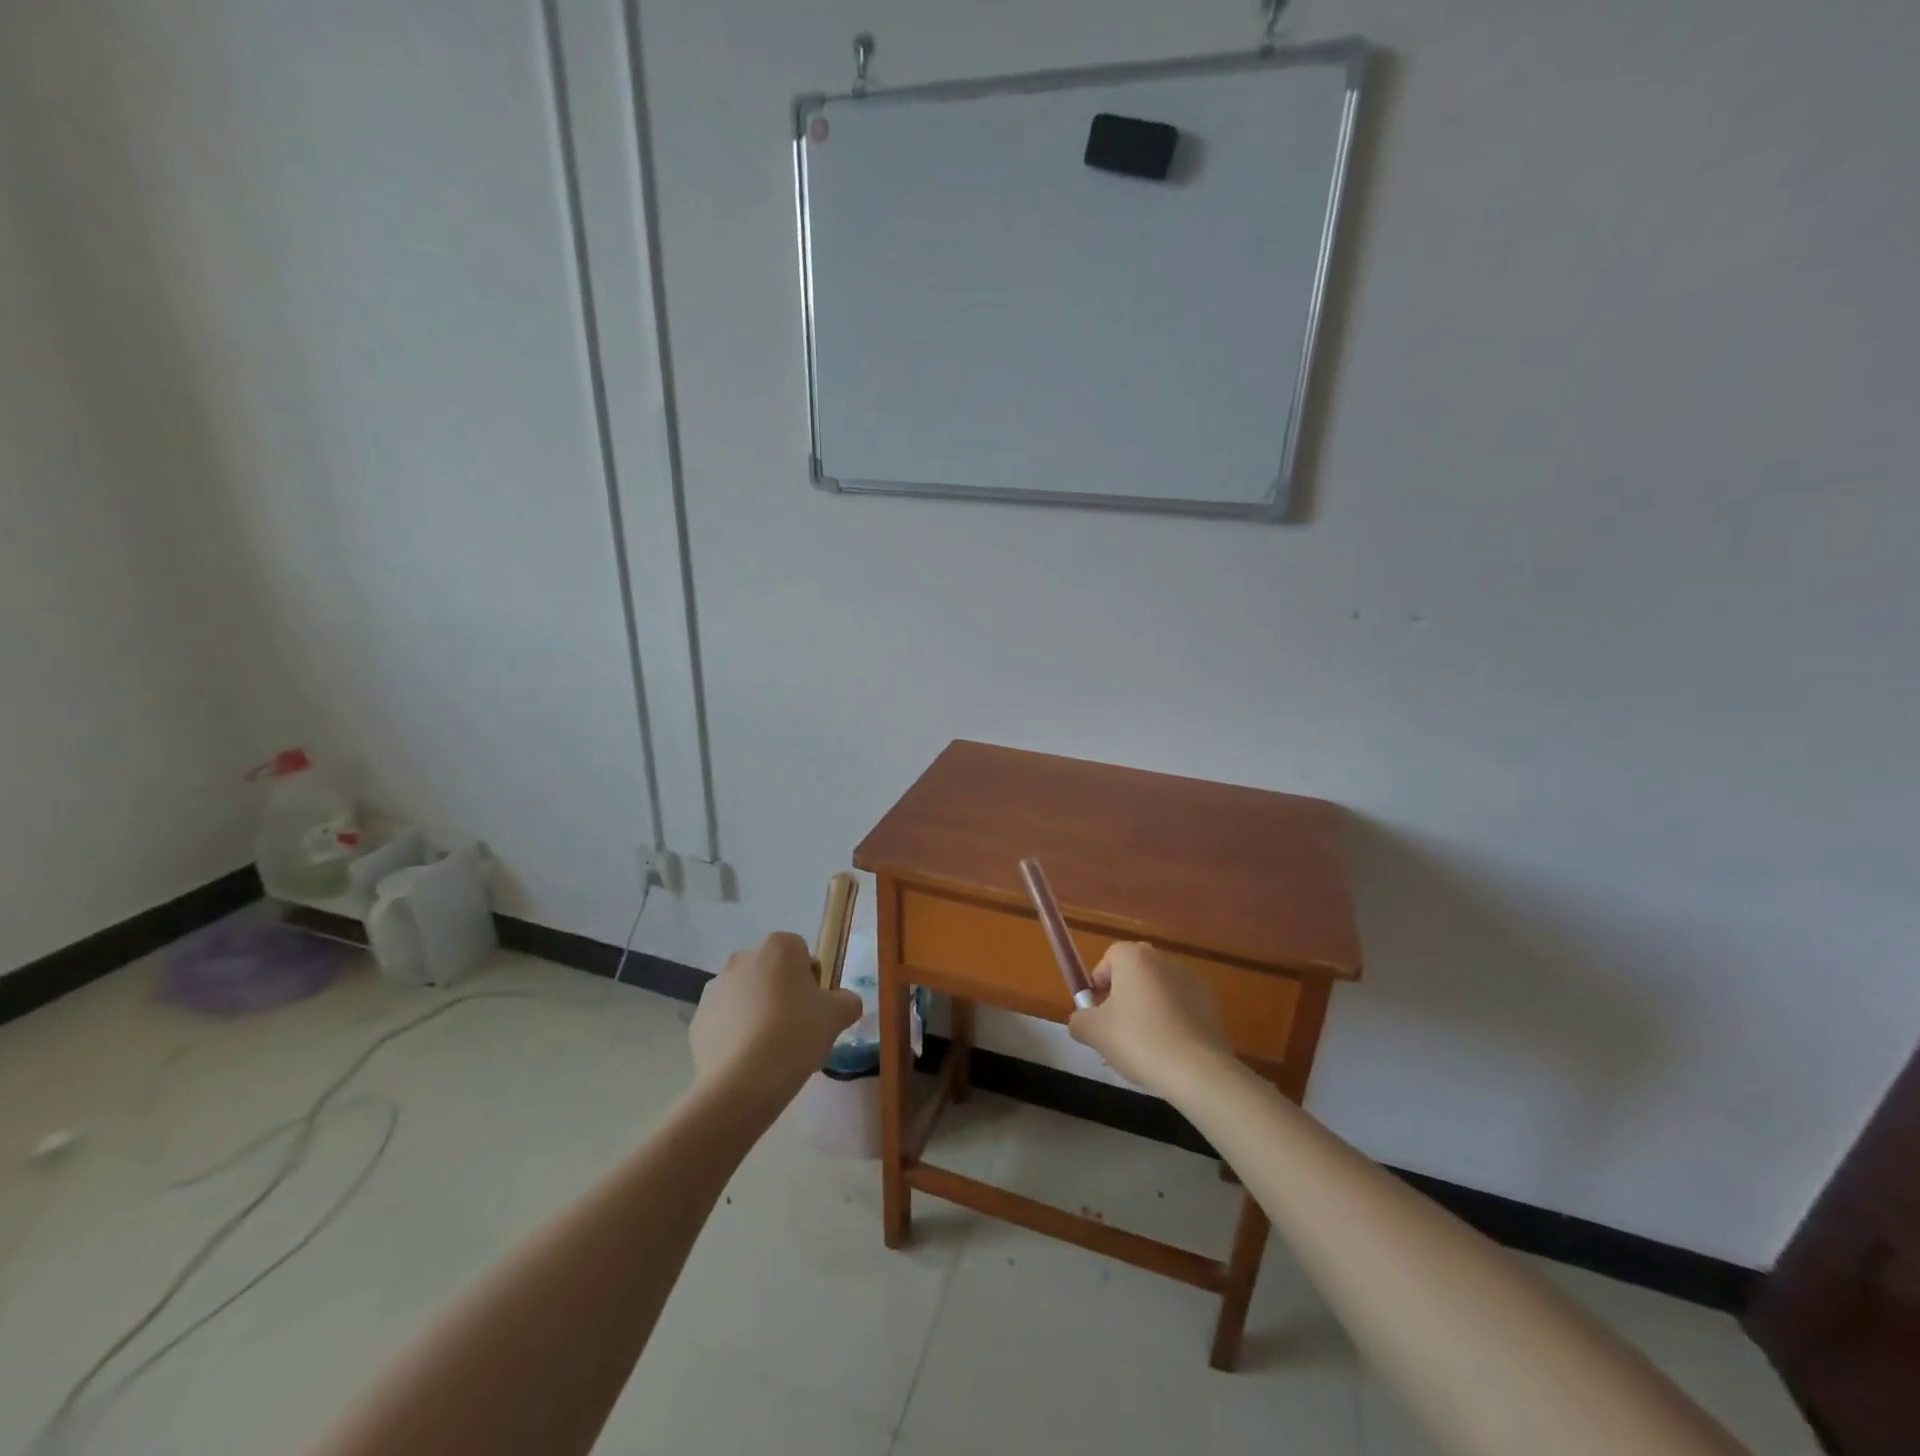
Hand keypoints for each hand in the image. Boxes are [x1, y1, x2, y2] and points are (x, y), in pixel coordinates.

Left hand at [689, 933, 861, 1110]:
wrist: (743, 1081)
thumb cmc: (796, 1034)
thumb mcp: (838, 1015)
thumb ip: (848, 1001)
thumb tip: (843, 1002)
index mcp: (778, 947)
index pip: (801, 953)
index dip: (812, 980)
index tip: (816, 1009)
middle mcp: (742, 958)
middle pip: (771, 972)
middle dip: (783, 993)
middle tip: (797, 1029)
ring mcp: (715, 988)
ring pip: (747, 995)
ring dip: (758, 1012)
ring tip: (771, 1049)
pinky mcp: (698, 1019)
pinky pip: (726, 1020)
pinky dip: (737, 1033)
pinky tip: (749, 1060)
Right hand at [1069, 942, 1232, 1094]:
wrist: (1197, 1071)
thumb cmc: (1138, 1041)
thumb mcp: (1094, 1032)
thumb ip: (1079, 1020)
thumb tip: (1081, 1020)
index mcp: (1134, 957)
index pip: (1108, 959)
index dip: (1098, 984)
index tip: (1096, 1013)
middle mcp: (1163, 959)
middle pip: (1134, 973)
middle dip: (1121, 998)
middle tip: (1115, 1031)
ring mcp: (1191, 980)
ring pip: (1158, 992)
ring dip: (1147, 1011)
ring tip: (1142, 1049)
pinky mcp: (1211, 1004)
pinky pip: (1180, 1007)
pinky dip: (1171, 1022)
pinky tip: (1167, 1052)